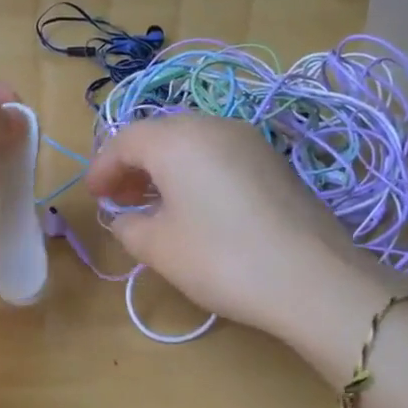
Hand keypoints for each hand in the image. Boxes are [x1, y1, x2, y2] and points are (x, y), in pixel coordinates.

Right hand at [85, 115, 401, 381]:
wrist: (315, 281)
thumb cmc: (221, 259)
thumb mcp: (158, 248)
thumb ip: (128, 226)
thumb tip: (126, 218)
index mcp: (176, 140)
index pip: (125, 141)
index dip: (102, 167)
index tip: (93, 197)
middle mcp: (211, 126)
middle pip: (159, 135)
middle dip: (132, 165)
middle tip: (119, 199)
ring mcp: (249, 141)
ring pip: (191, 143)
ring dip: (164, 168)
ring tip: (153, 205)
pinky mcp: (273, 162)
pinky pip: (218, 155)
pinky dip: (194, 172)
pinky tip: (194, 207)